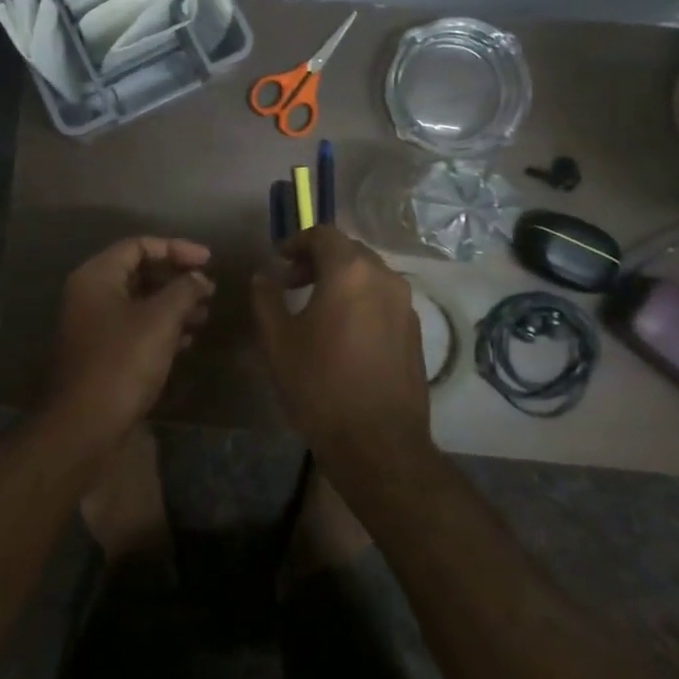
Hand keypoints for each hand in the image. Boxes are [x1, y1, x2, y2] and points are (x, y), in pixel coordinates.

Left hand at [47, 236, 213, 448]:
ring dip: (173, 304)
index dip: (176, 248)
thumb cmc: (122, 362)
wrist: (86, 426)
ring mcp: (94, 325)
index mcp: (97, 276)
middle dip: (176, 278)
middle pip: (139, 271)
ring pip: (140, 301)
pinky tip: (187, 340)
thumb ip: (184, 290)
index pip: (139, 245)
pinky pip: (136, 327)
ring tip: (205, 315)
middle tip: (209, 289)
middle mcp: (91, 294)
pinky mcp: (102, 352)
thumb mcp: (160, 320)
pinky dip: (162, 327)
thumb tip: (198, 278)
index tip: (209, 261)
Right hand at [251, 226, 432, 468]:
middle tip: (291, 282)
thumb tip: (263, 277)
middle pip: (349, 251)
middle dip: (318, 259)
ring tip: (315, 306)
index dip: (297, 242)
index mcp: (350, 272)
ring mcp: (405, 305)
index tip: (277, 261)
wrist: (378, 443)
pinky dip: (360, 300)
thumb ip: (266, 299)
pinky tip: (342, 330)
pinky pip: (383, 299)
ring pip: (369, 275)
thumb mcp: (278, 341)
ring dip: (341, 279)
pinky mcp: (415, 331)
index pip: (323, 235)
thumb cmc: (320, 385)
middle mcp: (384, 278)